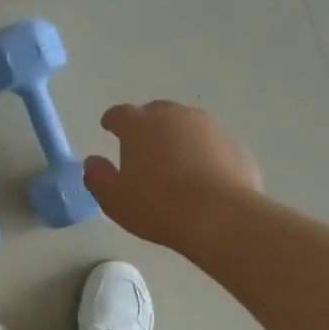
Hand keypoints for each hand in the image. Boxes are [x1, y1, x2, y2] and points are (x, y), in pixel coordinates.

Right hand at [83, 101, 262, 249]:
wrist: (221, 216)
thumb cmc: (157, 206)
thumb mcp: (114, 199)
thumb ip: (98, 176)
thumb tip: (92, 162)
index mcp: (140, 125)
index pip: (120, 114)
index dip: (112, 121)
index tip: (108, 127)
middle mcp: (175, 117)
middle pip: (157, 112)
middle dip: (147, 125)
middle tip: (143, 146)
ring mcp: (210, 128)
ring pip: (188, 126)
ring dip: (178, 138)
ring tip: (175, 162)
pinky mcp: (235, 146)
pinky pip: (212, 145)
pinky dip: (204, 154)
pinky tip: (204, 177)